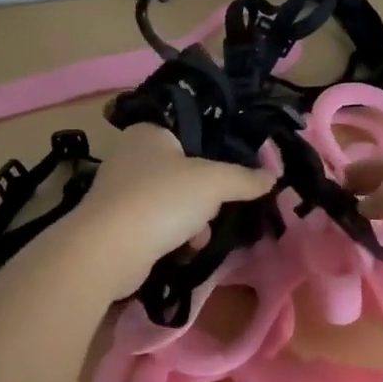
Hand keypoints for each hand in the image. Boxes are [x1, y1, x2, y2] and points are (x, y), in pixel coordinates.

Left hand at [68, 126, 274, 298]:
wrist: (110, 249)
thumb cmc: (163, 199)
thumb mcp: (214, 182)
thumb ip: (244, 178)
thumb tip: (272, 175)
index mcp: (148, 132)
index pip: (190, 133)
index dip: (214, 152)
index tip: (233, 174)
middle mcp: (129, 155)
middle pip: (182, 170)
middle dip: (204, 194)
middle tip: (218, 207)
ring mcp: (119, 190)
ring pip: (170, 199)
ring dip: (191, 219)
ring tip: (201, 235)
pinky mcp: (115, 222)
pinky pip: (155, 223)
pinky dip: (171, 235)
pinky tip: (184, 249)